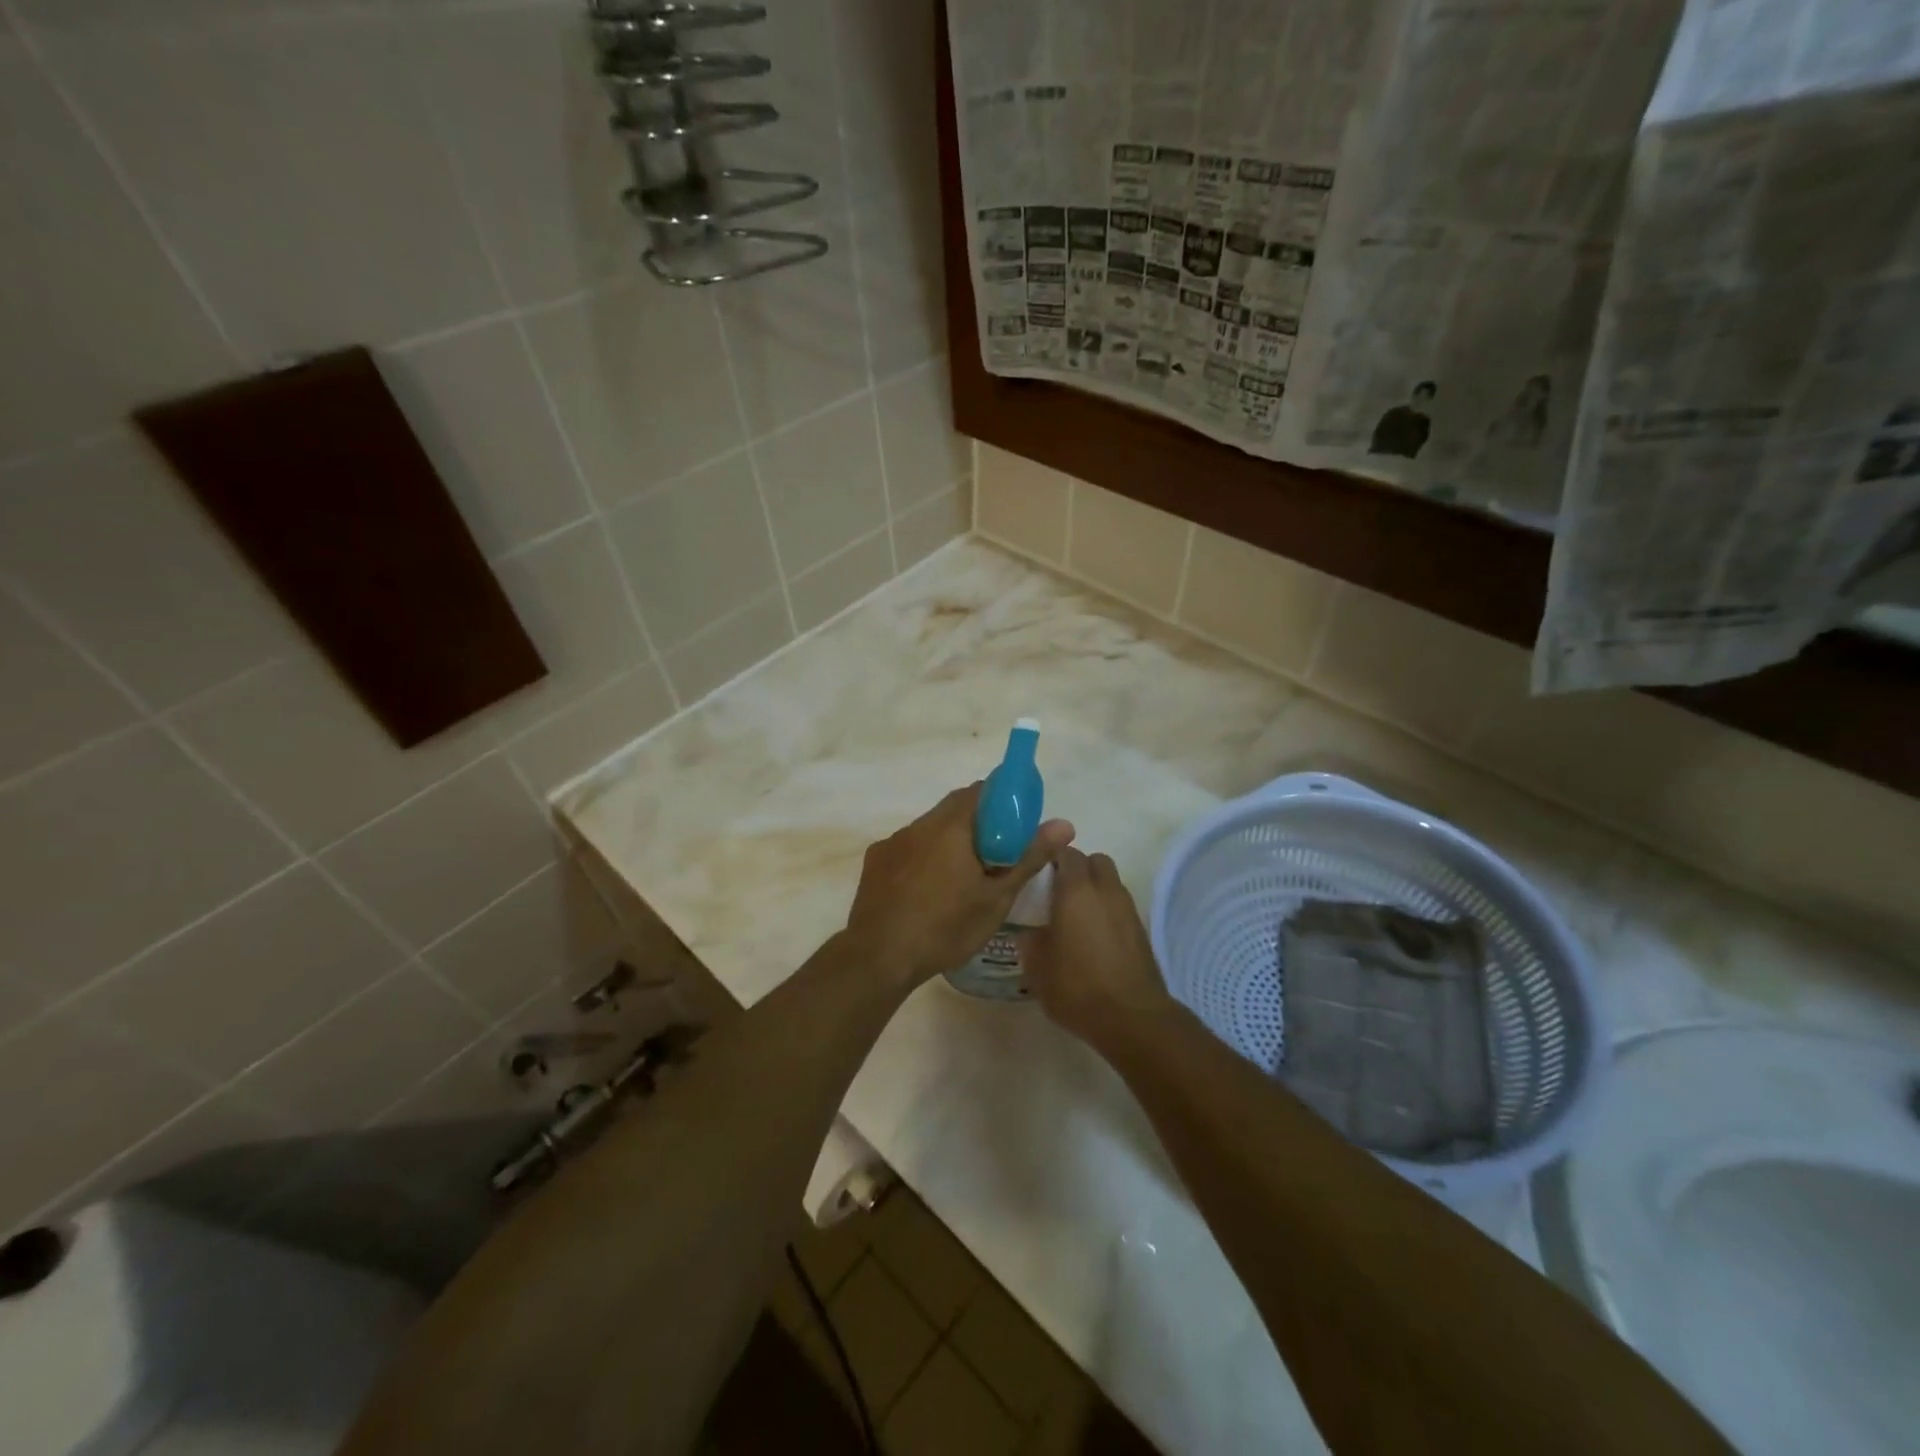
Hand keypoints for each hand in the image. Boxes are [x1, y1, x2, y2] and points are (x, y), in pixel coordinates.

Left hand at [844, 784, 1074, 991]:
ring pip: (929, 829)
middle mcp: (919, 825)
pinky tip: (928, 889)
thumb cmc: (945, 927)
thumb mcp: (996, 898)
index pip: (980, 791)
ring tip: (962, 877)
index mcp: (951, 826)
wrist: (879, 957)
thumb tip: (1064, 824)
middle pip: (954, 808)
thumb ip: (1029, 857)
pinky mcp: (875, 861)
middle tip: (996, 854)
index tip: (1016, 824)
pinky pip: (908, 848)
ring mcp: (893, 842)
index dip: (1002, 801)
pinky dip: (924, 857)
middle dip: (977, 823)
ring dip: (949, 841)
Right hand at [1020, 847, 1172, 1047]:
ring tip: (1076, 916)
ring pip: (1110, 882)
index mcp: (1076, 890)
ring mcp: (1128, 909)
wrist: (1132, 1018)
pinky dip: (1107, 911)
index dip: (1050, 858)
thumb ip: (1030, 940)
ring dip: (1095, 889)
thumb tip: (1030, 931)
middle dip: (1078, 869)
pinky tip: (1094, 937)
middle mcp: (1105, 890)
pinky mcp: (1141, 929)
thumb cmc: (1077, 986)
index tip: (1037, 874)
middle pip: (1095, 861)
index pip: (1065, 852)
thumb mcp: (1037, 967)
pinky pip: (1120, 906)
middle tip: (1058, 892)